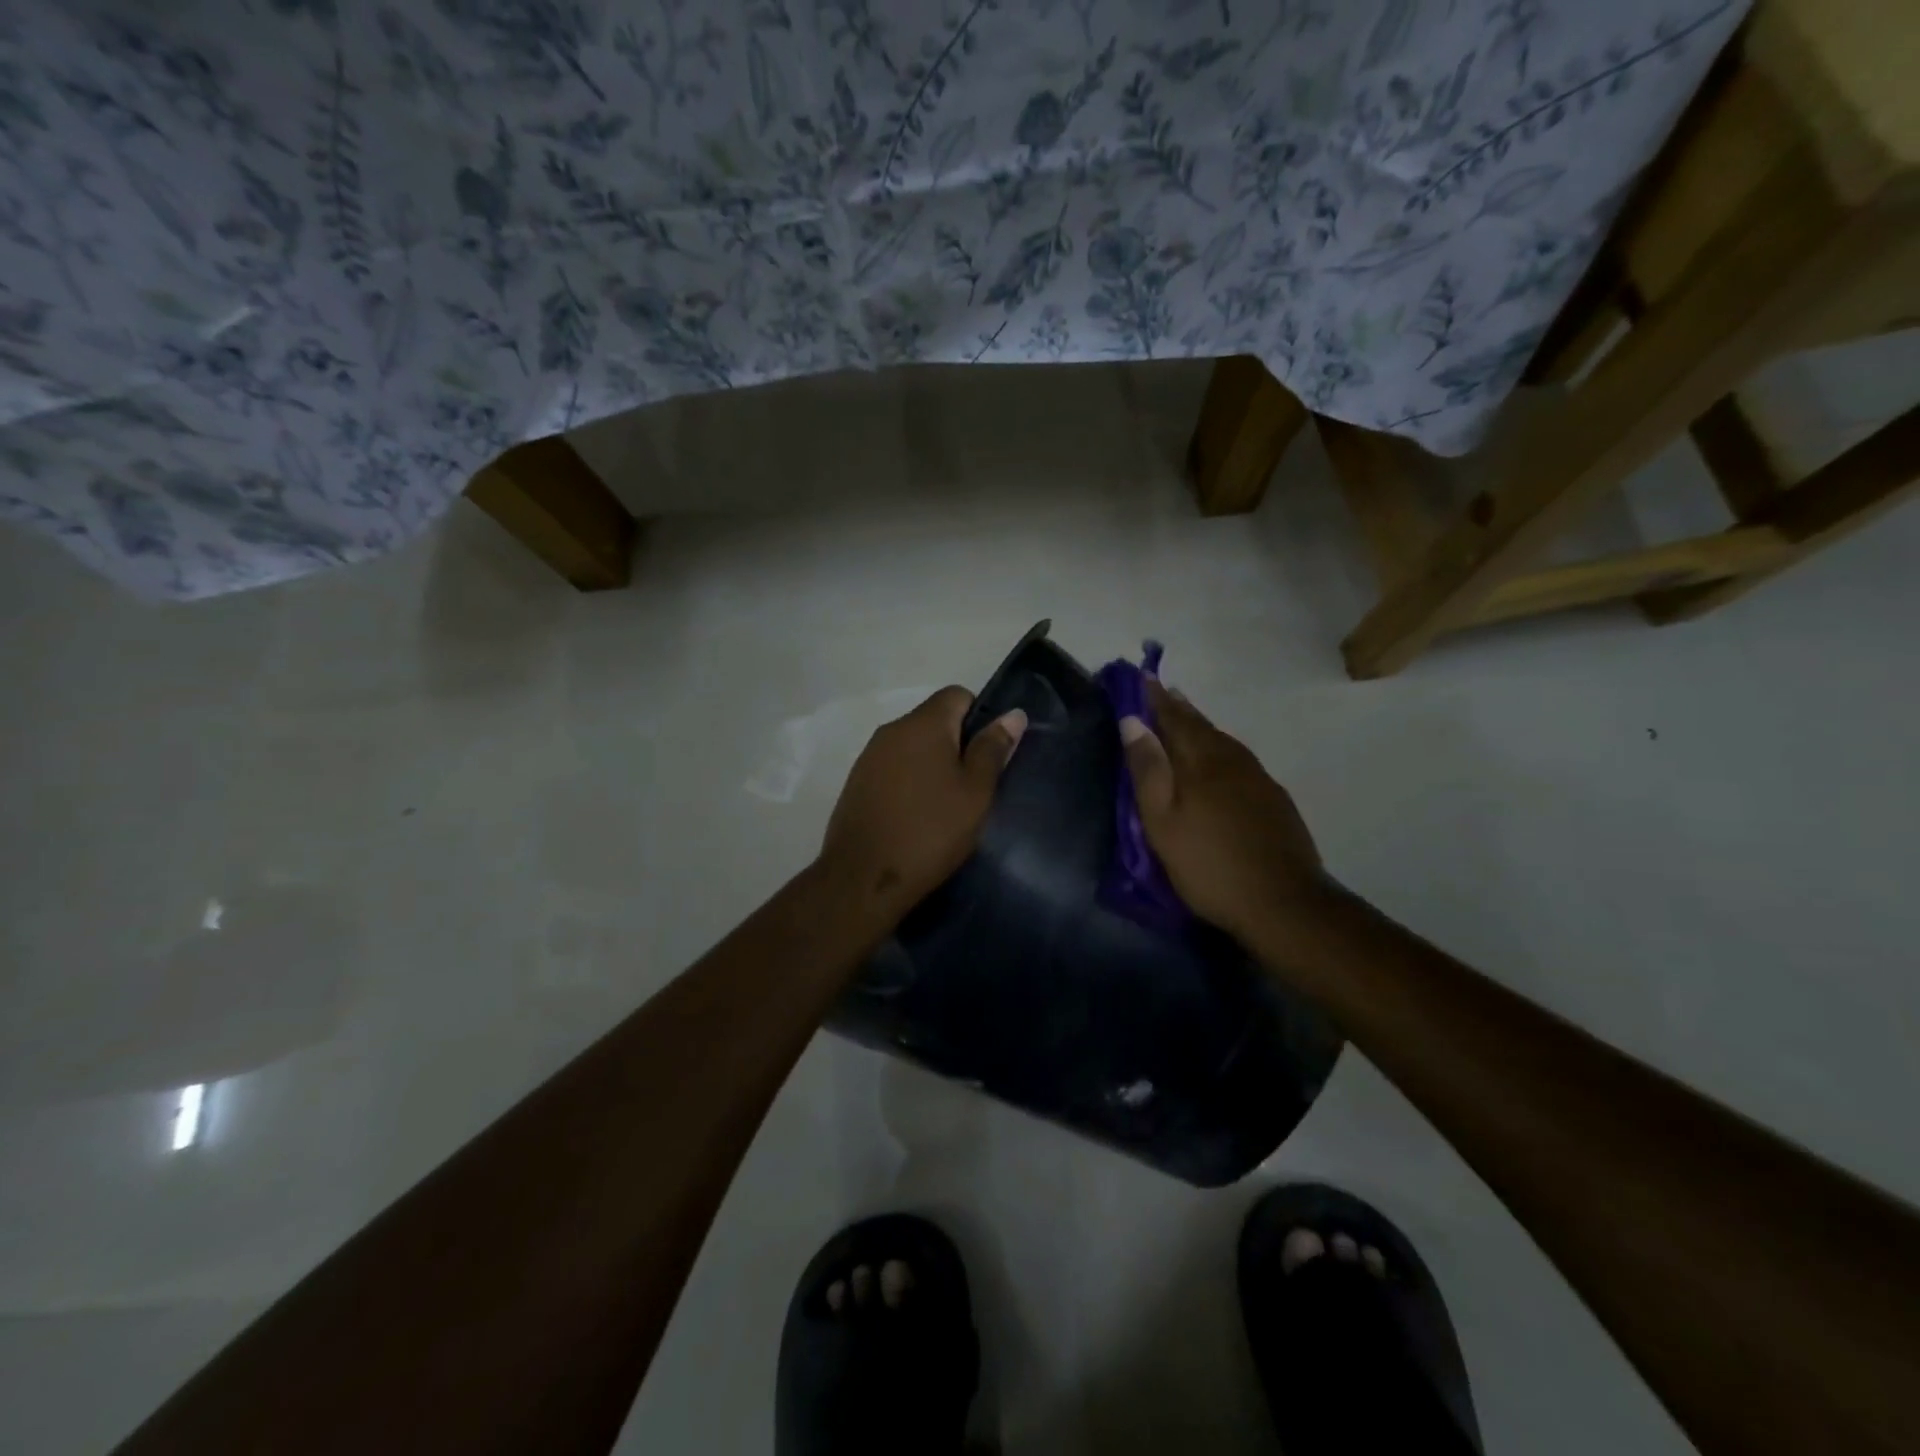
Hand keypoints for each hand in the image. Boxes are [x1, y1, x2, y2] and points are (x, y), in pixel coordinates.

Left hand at [820, 687, 1026, 920]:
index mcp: (923, 723)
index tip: (988, 756)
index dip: (980, 718)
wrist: (863, 878)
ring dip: (932, 765)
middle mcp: (892, 730)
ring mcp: (869, 756)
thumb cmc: (930, 831)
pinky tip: (917, 816)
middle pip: (934, 720)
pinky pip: (893, 768)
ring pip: (912, 746)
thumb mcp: (975, 792)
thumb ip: (993, 749)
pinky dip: (910, 782)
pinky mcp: (856, 783)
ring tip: (946, 806)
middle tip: (974, 786)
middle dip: (957, 744)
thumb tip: (1013, 714)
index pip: (957, 695)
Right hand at [1119, 680, 1328, 948]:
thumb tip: (1132, 721)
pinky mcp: (1274, 800)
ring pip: (1223, 741)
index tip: (1141, 677)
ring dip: (1201, 726)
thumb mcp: (1162, 822)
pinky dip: (1220, 748)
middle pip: (1201, 726)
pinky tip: (1219, 760)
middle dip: (1178, 707)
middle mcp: (1232, 760)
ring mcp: (1259, 779)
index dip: (1155, 699)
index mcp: (1201, 762)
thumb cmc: (1209, 865)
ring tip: (1185, 718)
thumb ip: (1148, 770)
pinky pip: (1239, 760)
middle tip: (1162, 691)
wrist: (1284, 903)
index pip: (1173, 719)